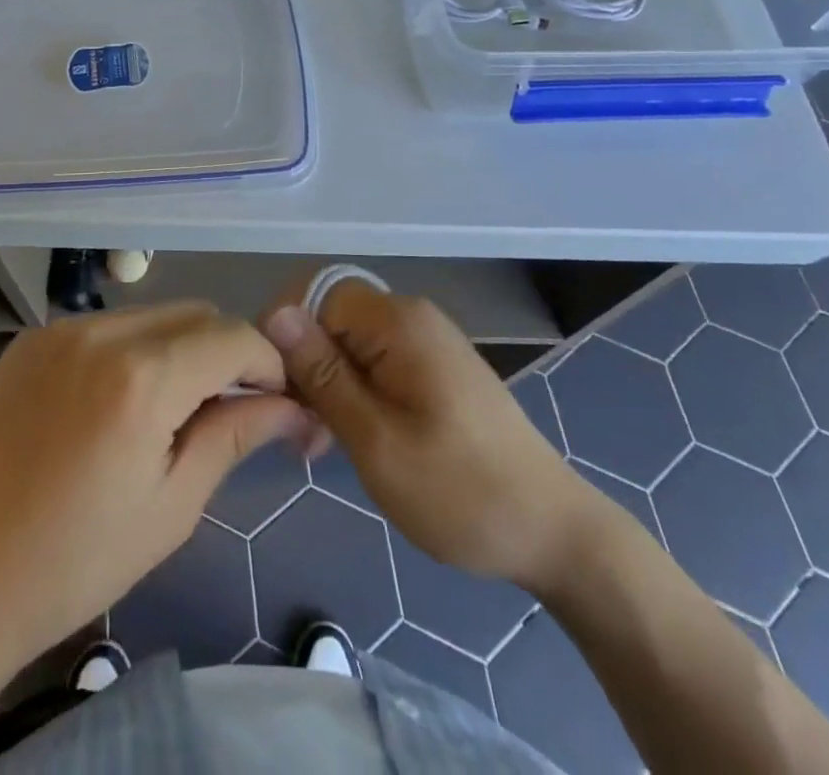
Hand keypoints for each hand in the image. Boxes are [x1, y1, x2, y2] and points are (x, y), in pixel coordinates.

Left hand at [0, 302, 312, 682]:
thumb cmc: (74, 562)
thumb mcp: (172, 506)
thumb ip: (235, 435)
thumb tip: (293, 406)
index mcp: (141, 377)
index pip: (233, 337)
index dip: (268, 363)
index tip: (278, 401)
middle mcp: (102, 332)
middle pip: (196, 313)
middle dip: (227, 351)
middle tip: (230, 408)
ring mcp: (60, 329)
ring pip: (152, 315)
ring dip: (181, 348)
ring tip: (173, 409)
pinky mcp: (31, 340)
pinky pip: (107, 326)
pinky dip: (134, 349)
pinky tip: (120, 403)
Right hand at [263, 278, 601, 595]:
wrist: (553, 532)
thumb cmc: (459, 491)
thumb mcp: (377, 440)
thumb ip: (323, 375)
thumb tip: (276, 313)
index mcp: (398, 322)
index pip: (315, 296)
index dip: (287, 338)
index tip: (277, 393)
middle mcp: (412, 318)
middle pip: (332, 319)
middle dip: (306, 368)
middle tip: (301, 434)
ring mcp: (428, 342)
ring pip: (352, 345)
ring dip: (329, 387)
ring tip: (320, 446)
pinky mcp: (436, 369)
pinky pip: (377, 363)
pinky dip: (356, 394)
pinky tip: (353, 440)